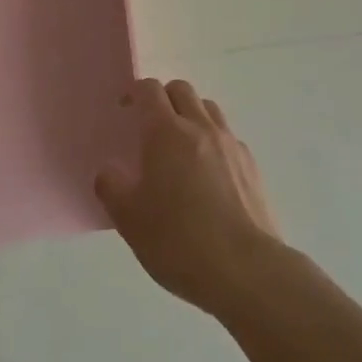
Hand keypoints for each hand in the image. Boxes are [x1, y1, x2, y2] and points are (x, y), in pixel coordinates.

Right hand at [94, 78, 282, 319]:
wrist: (246, 271)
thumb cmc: (179, 241)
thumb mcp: (129, 219)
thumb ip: (111, 187)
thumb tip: (109, 171)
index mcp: (166, 132)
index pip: (149, 90)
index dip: (134, 94)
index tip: (125, 112)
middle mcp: (200, 127)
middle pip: (181, 90)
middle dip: (164, 98)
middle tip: (151, 127)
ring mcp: (230, 144)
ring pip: (208, 109)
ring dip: (191, 115)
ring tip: (181, 147)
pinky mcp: (252, 166)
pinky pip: (228, 137)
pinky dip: (214, 142)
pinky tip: (209, 174)